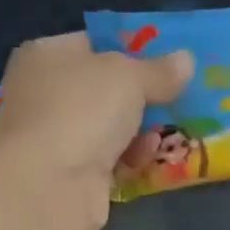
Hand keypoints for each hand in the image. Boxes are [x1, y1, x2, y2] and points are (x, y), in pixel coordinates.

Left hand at [0, 34, 193, 229]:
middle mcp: (44, 91)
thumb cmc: (82, 110)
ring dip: (140, 129)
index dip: (131, 51)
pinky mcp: (67, 172)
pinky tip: (148, 157)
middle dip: (142, 95)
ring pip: (109, 125)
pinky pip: (109, 158)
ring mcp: (54, 134)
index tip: (167, 62)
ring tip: (171, 128)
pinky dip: (129, 157)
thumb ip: (160, 70)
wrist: (47, 184)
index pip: (95, 44)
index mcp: (48, 55)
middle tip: (177, 96)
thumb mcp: (130, 77)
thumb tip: (185, 60)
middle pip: (104, 87)